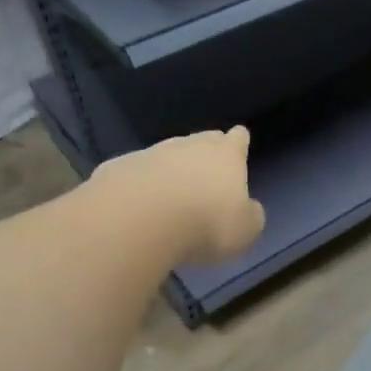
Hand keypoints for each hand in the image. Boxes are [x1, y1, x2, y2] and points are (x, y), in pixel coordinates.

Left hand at [90, 126, 265, 265]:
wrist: (139, 219)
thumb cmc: (206, 224)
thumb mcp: (244, 231)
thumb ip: (250, 216)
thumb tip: (249, 209)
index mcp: (226, 156)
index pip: (237, 139)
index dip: (239, 141)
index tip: (239, 139)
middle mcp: (189, 146)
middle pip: (201, 140)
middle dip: (206, 149)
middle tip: (208, 166)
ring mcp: (152, 153)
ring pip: (167, 154)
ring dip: (172, 168)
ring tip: (172, 191)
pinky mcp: (120, 168)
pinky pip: (137, 172)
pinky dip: (141, 183)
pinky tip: (138, 202)